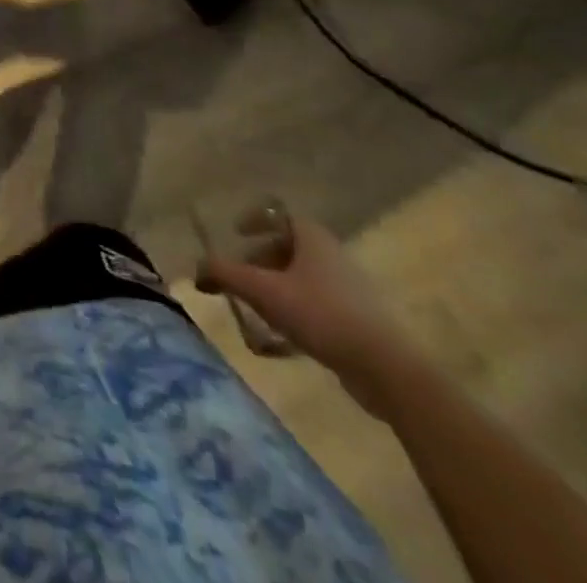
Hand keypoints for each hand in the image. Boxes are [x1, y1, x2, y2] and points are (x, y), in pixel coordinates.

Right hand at [197, 217, 411, 415]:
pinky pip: (316, 307)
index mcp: (312, 238)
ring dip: (274, 289)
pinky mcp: (358, 322)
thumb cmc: (322, 315)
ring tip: (255, 310)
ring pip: (300, 279)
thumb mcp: (264, 292)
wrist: (389, 371)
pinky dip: (294, 313)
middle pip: (287, 248)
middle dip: (258, 261)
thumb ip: (225, 275)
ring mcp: (349, 290)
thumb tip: (197, 269)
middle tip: (238, 278)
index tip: (235, 233)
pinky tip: (280, 339)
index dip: (254, 220)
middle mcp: (332, 256)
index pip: (278, 215)